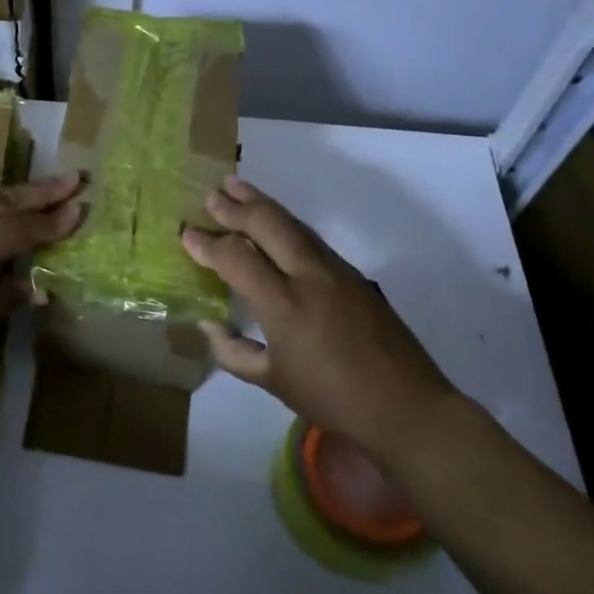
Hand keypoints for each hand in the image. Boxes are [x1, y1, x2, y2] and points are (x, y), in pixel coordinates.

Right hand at [181, 176, 454, 456]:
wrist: (407, 407)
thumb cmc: (333, 400)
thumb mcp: (273, 383)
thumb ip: (233, 351)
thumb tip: (209, 323)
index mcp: (283, 305)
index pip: (236, 257)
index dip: (207, 244)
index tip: (186, 234)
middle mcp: (309, 276)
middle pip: (267, 223)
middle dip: (235, 206)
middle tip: (210, 194)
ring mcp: (335, 270)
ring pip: (292, 223)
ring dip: (262, 202)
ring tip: (237, 186)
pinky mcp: (353, 273)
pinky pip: (310, 236)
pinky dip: (285, 221)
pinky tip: (274, 221)